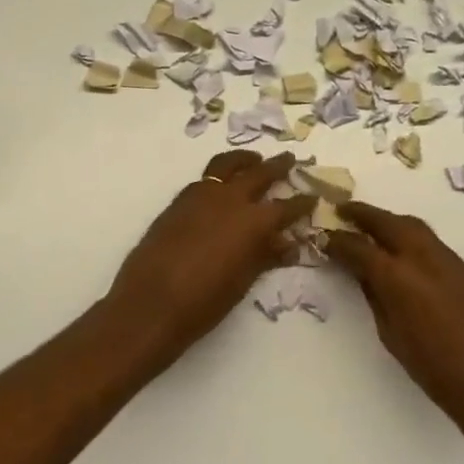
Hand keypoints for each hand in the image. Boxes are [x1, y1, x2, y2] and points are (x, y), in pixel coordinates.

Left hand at [108, 151, 315, 353]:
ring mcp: (201, 196)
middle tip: (289, 160)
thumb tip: (288, 244)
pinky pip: (205, 179)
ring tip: (254, 160)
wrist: (150, 303)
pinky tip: (221, 186)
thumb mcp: (243, 281)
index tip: (312, 197)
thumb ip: (266, 256)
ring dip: (245, 160)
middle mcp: (230, 199)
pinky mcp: (179, 201)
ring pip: (227, 165)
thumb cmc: (204, 302)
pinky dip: (219, 176)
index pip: (286, 207)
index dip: (302, 203)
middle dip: (278, 166)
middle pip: (260, 173)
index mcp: (253, 222)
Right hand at [329, 203, 463, 455]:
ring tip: (374, 226)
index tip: (323, 237)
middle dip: (365, 214)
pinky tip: (408, 255)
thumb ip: (375, 297)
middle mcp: (423, 258)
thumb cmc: (430, 368)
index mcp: (397, 276)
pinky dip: (414, 241)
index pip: (359, 247)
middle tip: (344, 211)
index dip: (338, 241)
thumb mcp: (390, 334)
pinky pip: (435, 246)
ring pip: (416, 228)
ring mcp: (450, 261)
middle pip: (389, 223)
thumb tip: (364, 275)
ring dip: (391, 222)